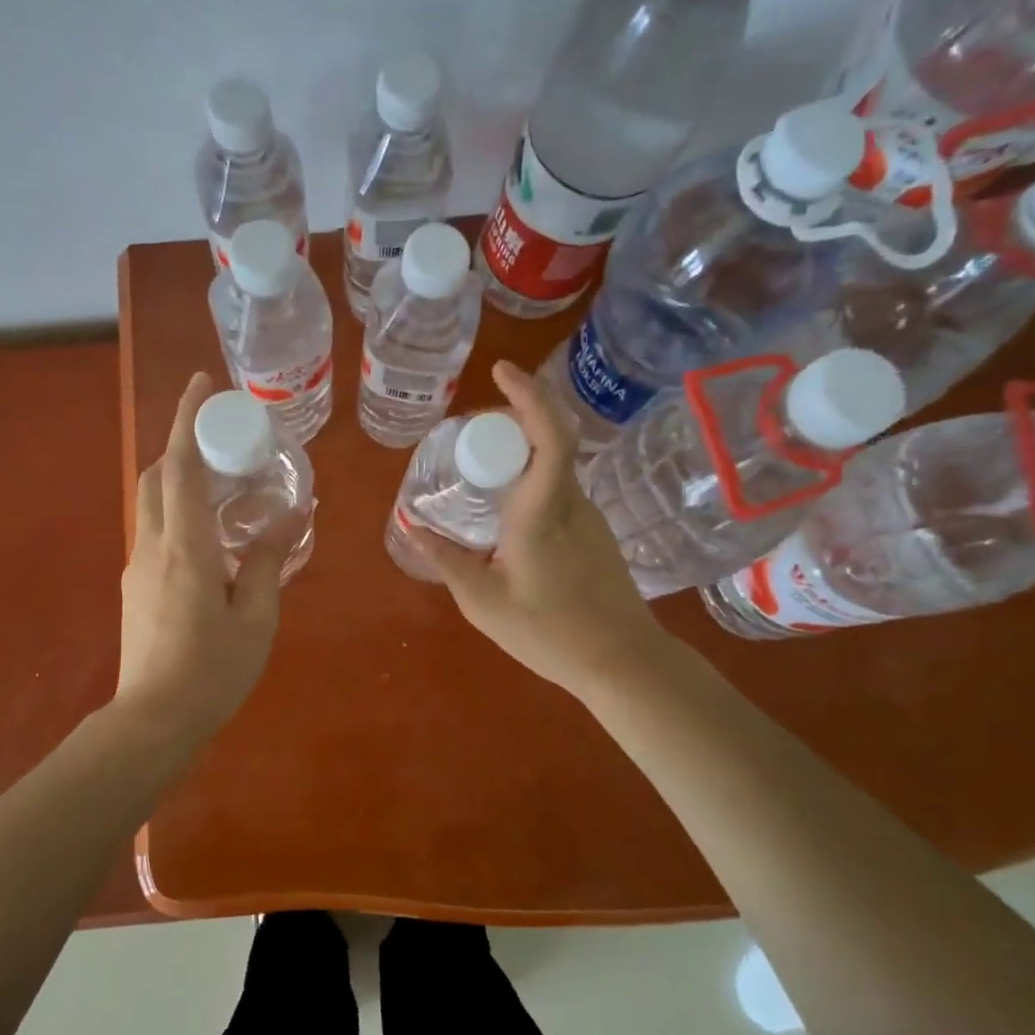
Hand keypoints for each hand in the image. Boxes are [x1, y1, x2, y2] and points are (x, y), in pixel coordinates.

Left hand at [116, 371, 282, 740]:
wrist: (153, 720)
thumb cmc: (212, 670)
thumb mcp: (256, 616)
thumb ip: (268, 560)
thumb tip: (291, 516)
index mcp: (185, 546)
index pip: (180, 465)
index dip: (186, 418)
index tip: (200, 383)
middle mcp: (153, 544)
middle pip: (156, 475)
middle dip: (181, 443)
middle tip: (222, 440)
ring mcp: (138, 565)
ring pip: (152, 502)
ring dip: (179, 478)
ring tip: (224, 485)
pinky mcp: (135, 585)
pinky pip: (156, 529)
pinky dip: (178, 511)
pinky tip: (211, 535)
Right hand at [411, 361, 665, 702]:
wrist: (622, 662)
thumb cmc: (550, 634)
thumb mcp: (484, 602)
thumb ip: (446, 561)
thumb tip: (413, 527)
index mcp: (542, 512)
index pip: (548, 435)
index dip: (528, 395)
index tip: (501, 372)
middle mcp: (570, 501)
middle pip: (550, 436)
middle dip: (514, 415)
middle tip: (471, 429)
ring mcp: (588, 514)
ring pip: (555, 461)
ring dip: (521, 447)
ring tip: (480, 464)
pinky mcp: (594, 529)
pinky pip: (558, 484)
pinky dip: (531, 474)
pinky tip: (506, 504)